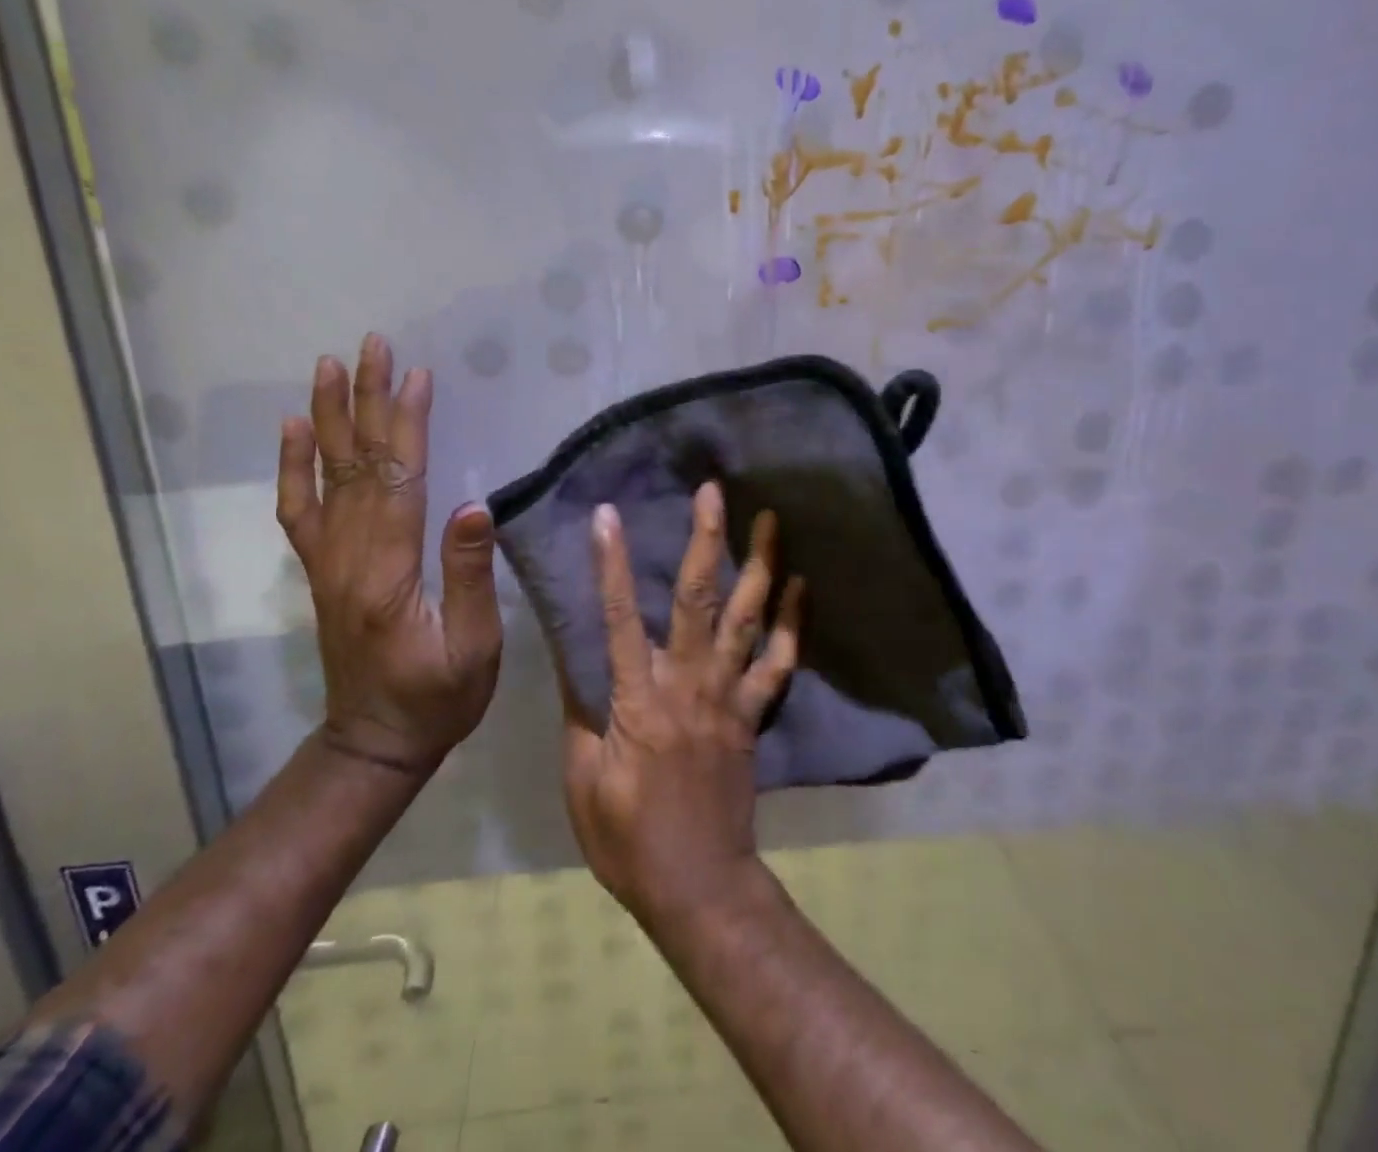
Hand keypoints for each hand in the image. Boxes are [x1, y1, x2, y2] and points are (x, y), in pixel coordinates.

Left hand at [277, 333, 503, 774]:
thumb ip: (470, 575)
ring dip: (327, 417)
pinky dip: (292, 467)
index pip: (397, 480)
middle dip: (365, 400)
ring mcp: (328, 562)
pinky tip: (292, 431)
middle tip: (372, 346)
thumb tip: (475, 505)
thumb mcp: (474, 647)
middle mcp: (348, 557)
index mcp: (387, 572)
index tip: (416, 374)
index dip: (406, 424)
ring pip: (325, 476)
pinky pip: (299, 510)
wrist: (376, 742)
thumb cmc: (439, 698)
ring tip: (330, 366)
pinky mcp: (322, 571)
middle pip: (356, 464)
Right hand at [561, 482, 801, 926]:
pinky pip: (780, 663)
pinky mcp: (753, 714)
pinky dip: (792, 623)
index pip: (620, 619)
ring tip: (771, 518)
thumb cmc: (627, 838)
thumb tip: (575, 656)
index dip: (612, 564)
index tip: (608, 515)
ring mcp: (730, 696)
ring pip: (749, 619)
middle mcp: (689, 684)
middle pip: (699, 600)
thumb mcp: (583, 779)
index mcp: (639, 700)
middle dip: (707, 540)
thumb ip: (581, 711)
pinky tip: (801, 586)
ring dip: (761, 565)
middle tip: (713, 491)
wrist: (698, 885)